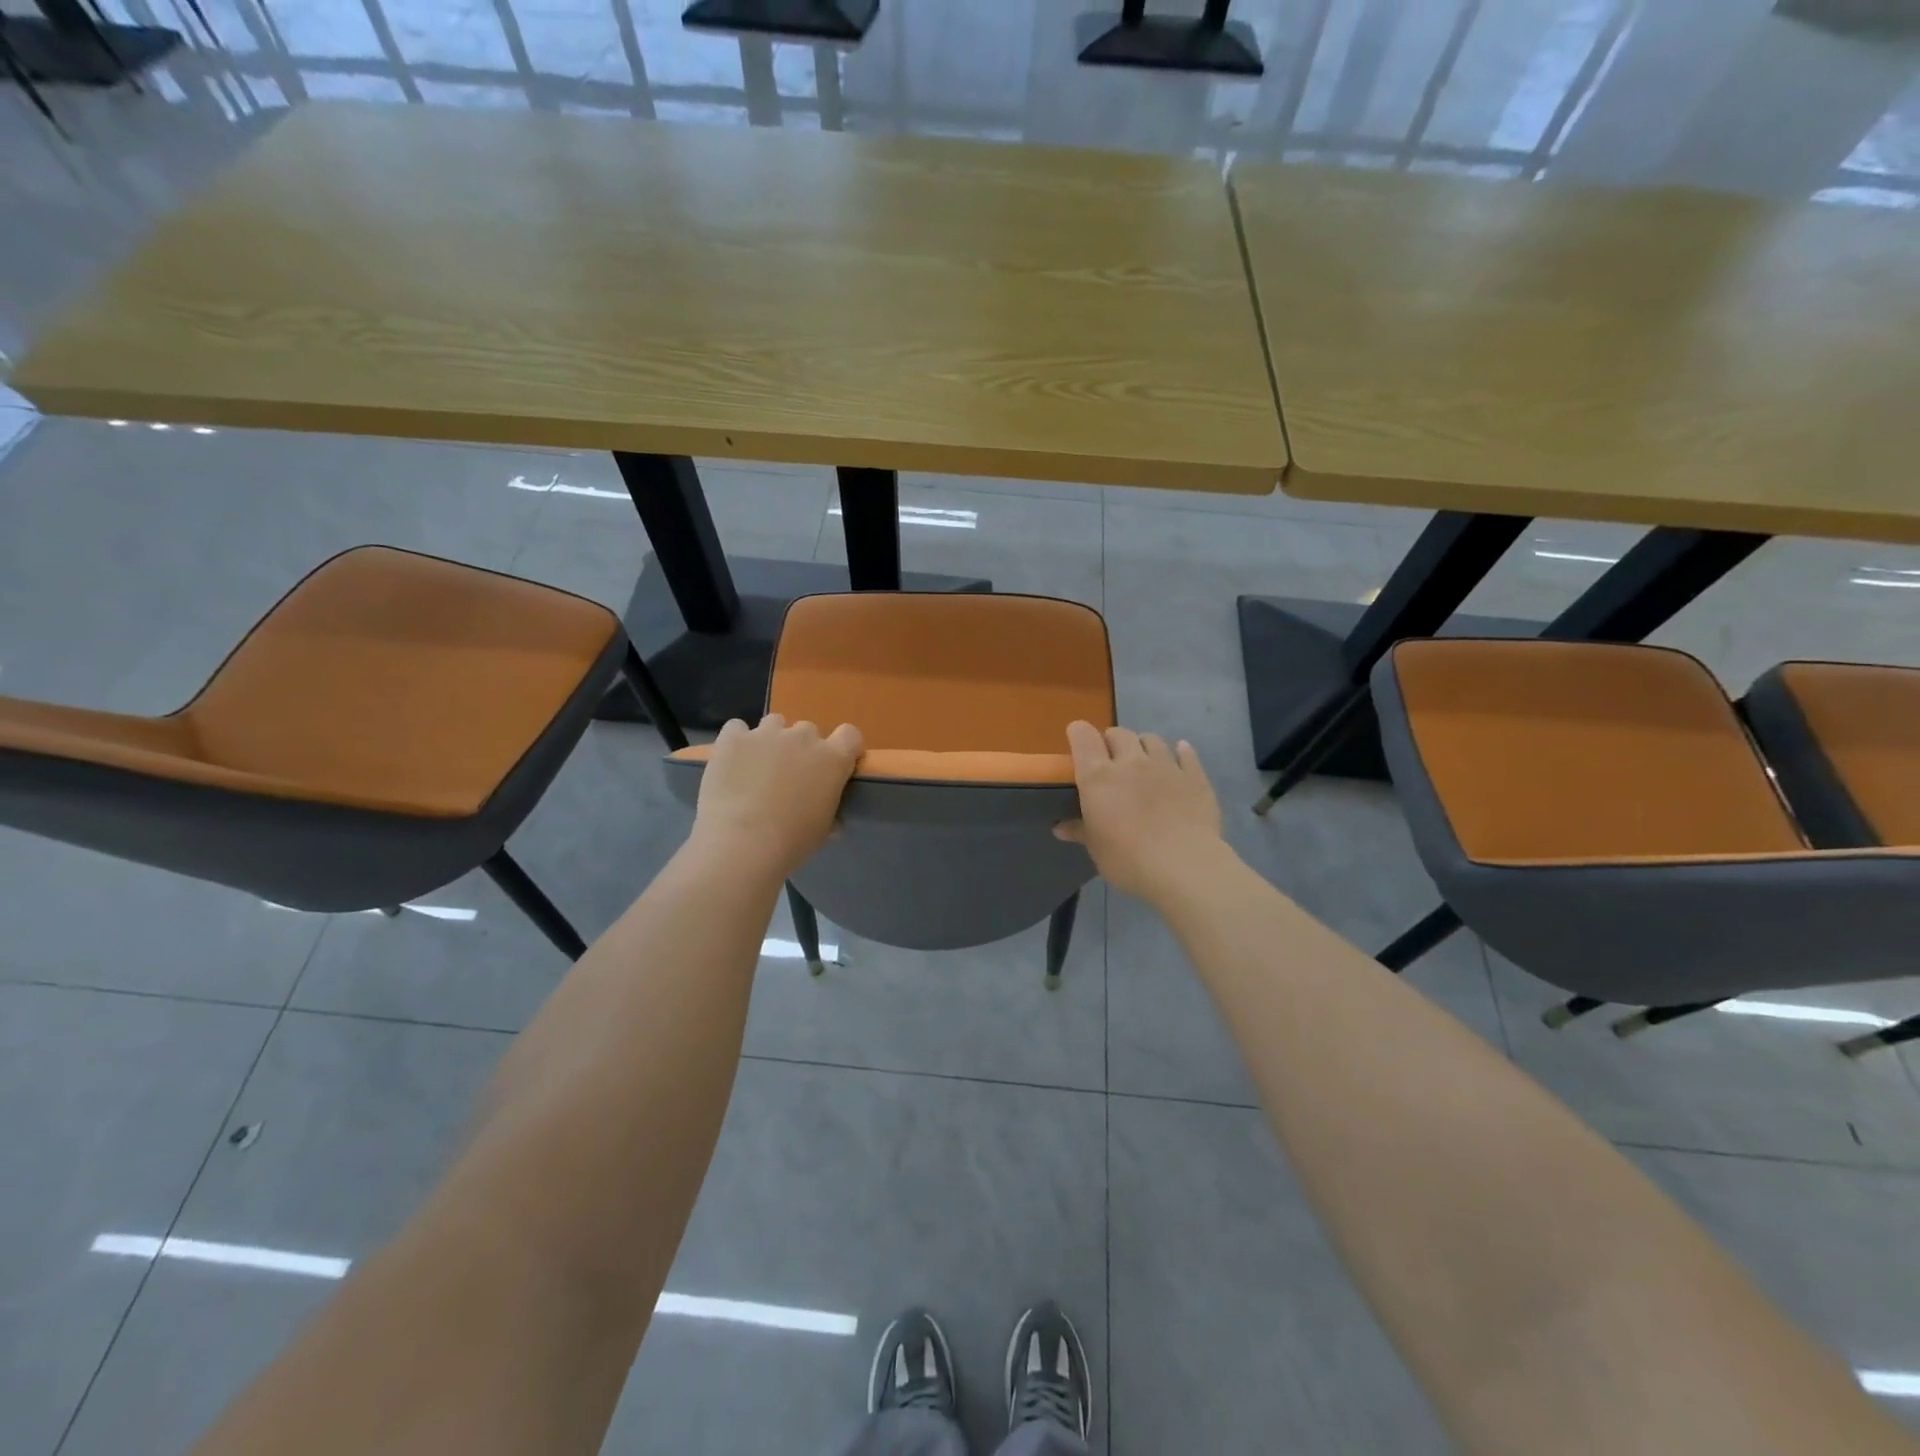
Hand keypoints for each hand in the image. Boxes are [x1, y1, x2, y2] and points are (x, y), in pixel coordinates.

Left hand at [691, 714, 862, 874]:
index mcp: (833, 759)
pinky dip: (737, 742)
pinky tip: (732, 761)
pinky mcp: (734, 738)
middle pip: (808, 730)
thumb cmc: (792, 841)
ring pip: (774, 724)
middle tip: (789, 776)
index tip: (833, 765)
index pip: (850, 735)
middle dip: (801, 748)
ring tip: (757, 767)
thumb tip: (834, 819)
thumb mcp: (824, 829)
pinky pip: (737, 728)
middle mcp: (803, 737)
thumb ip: (831, 812)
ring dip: (771, 740)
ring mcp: (766, 734)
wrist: (742, 843)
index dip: (843, 747)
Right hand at [1055, 721, 1225, 905]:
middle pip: (1118, 733)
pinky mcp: (1194, 776)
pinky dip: (1181, 753)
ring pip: (1152, 739)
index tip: (1077, 742)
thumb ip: (1080, 831)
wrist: (1184, 866)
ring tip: (1144, 762)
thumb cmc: (1128, 859)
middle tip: (1111, 762)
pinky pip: (1186, 754)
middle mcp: (1131, 762)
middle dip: (1112, 742)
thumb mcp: (1096, 848)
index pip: (1083, 736)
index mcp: (1098, 777)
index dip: (1079, 733)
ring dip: (1143, 746)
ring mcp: (1165, 766)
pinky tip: (1180, 756)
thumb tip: (1059, 828)